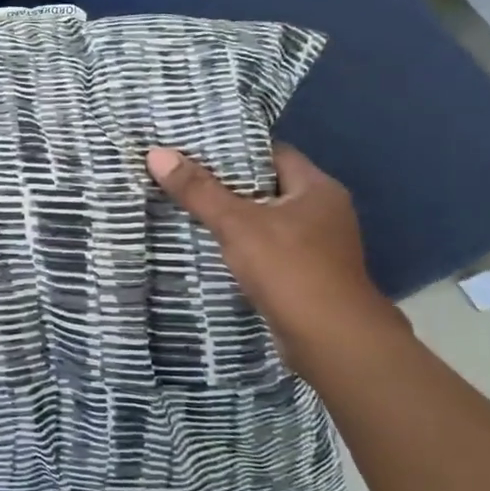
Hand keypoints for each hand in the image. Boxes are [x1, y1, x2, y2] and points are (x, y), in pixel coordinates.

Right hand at [146, 143, 409, 380]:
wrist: (333, 343)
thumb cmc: (290, 270)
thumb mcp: (237, 224)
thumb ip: (198, 190)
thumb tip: (156, 153)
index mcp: (317, 188)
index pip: (271, 153)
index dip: (233, 149)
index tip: (193, 147)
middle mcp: (322, 212)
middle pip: (265, 186)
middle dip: (224, 183)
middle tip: (180, 175)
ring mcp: (316, 246)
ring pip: (264, 219)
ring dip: (230, 217)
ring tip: (184, 207)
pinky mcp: (305, 274)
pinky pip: (266, 247)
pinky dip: (240, 245)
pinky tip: (208, 246)